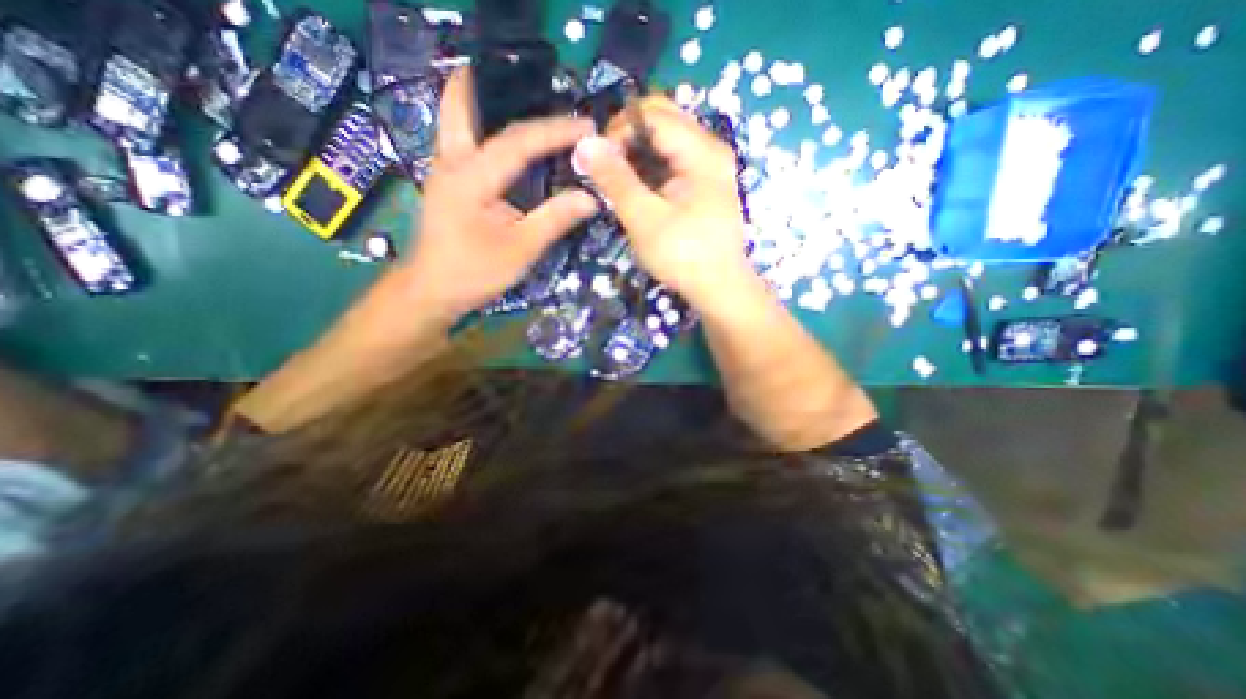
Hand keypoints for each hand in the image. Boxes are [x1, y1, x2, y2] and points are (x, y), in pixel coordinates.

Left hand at [394, 67, 599, 321]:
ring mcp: (444, 172)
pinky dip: (482, 131)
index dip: (555, 131)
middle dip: (486, 86)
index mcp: (471, 177)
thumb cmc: (474, 272)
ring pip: (456, 121)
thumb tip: (590, 198)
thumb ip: (555, 220)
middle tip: (520, 77)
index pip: (518, 141)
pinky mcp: (446, 186)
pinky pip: (463, 144)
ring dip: (481, 104)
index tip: (586, 127)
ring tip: (516, 101)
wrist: (432, 291)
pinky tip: (503, 143)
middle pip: (460, 105)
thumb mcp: (521, 249)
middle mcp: (451, 163)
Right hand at [573, 94, 747, 305]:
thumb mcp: (644, 219)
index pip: (653, 115)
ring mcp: (710, 167)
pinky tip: (640, 192)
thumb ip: (616, 180)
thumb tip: (585, 144)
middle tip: (607, 169)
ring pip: (666, 141)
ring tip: (620, 184)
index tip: (597, 161)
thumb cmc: (683, 256)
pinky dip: (651, 170)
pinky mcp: (706, 184)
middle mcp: (711, 149)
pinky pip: (673, 162)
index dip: (619, 130)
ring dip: (638, 155)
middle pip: (663, 120)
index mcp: (702, 151)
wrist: (719, 288)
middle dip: (628, 139)